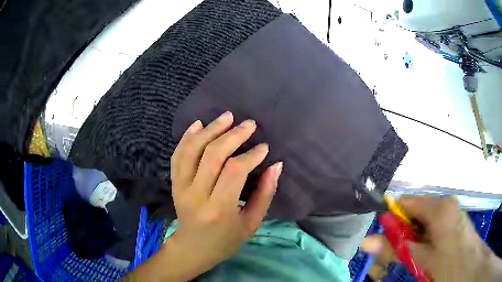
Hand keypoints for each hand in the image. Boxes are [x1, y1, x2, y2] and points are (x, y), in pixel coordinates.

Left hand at [126, 112, 282, 280]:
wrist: (193, 247)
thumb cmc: (226, 240)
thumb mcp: (251, 223)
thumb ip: (265, 194)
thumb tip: (276, 165)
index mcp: (219, 209)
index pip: (234, 171)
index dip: (251, 156)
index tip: (264, 147)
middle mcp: (196, 195)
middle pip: (212, 155)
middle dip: (233, 136)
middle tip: (249, 124)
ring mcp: (180, 187)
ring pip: (192, 150)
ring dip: (210, 130)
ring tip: (227, 117)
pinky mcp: (174, 183)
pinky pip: (178, 155)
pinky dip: (187, 137)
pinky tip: (199, 124)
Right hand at [362, 196, 501, 281]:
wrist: (471, 267)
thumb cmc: (450, 265)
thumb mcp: (422, 261)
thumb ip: (397, 250)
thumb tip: (366, 241)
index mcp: (439, 207)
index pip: (405, 203)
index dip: (391, 220)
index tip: (381, 240)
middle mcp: (445, 204)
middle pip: (414, 215)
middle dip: (401, 236)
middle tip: (393, 258)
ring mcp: (450, 212)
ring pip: (422, 224)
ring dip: (411, 242)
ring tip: (410, 261)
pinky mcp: (452, 222)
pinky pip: (431, 229)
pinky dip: (422, 243)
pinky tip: (423, 257)